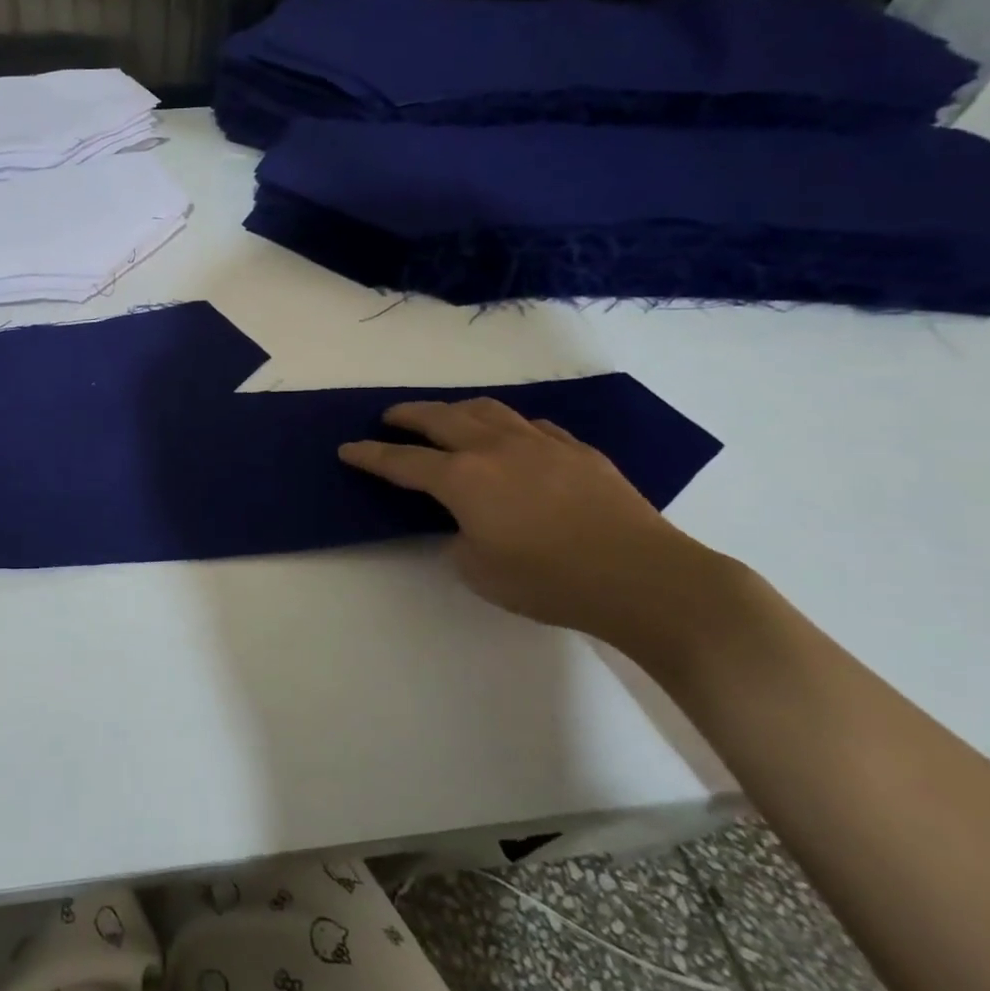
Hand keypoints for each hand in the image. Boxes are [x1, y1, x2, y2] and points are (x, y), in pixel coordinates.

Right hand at [339, 399, 738, 651]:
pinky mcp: (576, 450)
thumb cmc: (550, 581)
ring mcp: (539, 443)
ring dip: (455, 410)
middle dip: (407, 415)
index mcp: (463, 479)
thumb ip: (459, 538)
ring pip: (486, 410)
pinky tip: (510, 437)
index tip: (347, 448)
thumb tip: (467, 522)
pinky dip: (506, 425)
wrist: (642, 577)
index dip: (370, 455)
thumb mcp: (479, 571)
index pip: (402, 461)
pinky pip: (529, 425)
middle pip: (439, 418)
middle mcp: (494, 448)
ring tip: (445, 416)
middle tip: (389, 417)